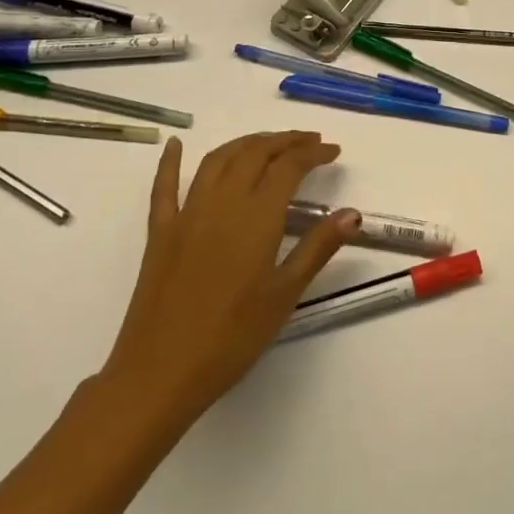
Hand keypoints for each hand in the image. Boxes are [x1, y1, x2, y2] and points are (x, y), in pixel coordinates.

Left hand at [98, 131, 358, 430]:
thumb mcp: (285, 294)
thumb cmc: (232, 338)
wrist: (160, 372)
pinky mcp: (160, 232)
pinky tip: (176, 145)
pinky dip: (171, 162)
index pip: (289, 167)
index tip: (334, 151)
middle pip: (254, 153)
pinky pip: (164, 187)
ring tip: (268, 143)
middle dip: (285, 141)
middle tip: (309, 142)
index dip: (313, 153)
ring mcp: (186, 214)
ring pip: (217, 160)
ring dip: (245, 143)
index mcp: (256, 217)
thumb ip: (318, 247)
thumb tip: (352, 213)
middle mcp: (221, 203)